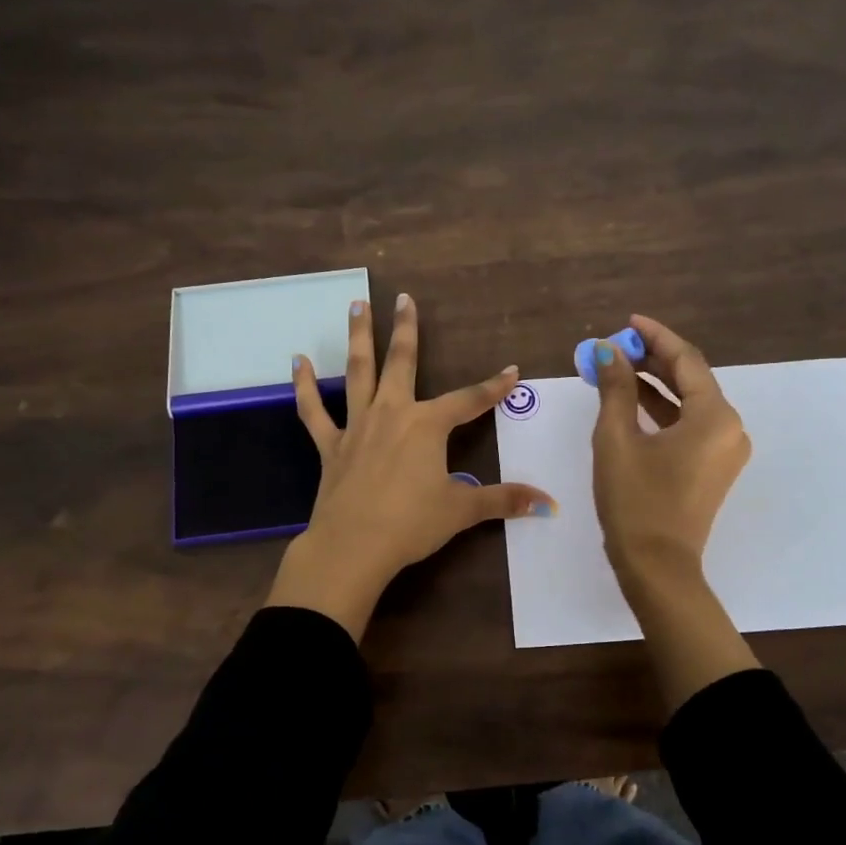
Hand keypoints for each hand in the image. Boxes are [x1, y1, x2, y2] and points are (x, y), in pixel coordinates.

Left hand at [266, 293, 555, 640]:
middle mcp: (392, 413)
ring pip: (358, 372)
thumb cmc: (411, 524)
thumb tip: (548, 503)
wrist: (353, 546)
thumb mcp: (462, 510)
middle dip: (406, 329)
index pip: (469, 400)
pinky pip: (313, 410)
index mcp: (427, 425)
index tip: (512, 371)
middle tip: (403, 297)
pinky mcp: (330, 445)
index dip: (494, 387)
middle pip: (402, 362)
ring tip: (357, 304)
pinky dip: (304, 385)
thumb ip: (503, 500)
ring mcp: (357, 426)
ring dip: (358, 337)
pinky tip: (297, 361)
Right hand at [591, 315, 759, 708]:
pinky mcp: (714, 468)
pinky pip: (690, 426)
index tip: (629, 321)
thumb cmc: (635, 500)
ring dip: (655, 386)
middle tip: (615, 348)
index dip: (655, 337)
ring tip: (616, 370)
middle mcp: (730, 427)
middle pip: (691, 380)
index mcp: (714, 416)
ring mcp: (725, 450)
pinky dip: (663, 412)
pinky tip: (632, 403)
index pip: (686, 360)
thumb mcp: (617, 439)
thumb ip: (615, 389)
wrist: (656, 565)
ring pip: (690, 403)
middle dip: (652, 361)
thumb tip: (607, 351)